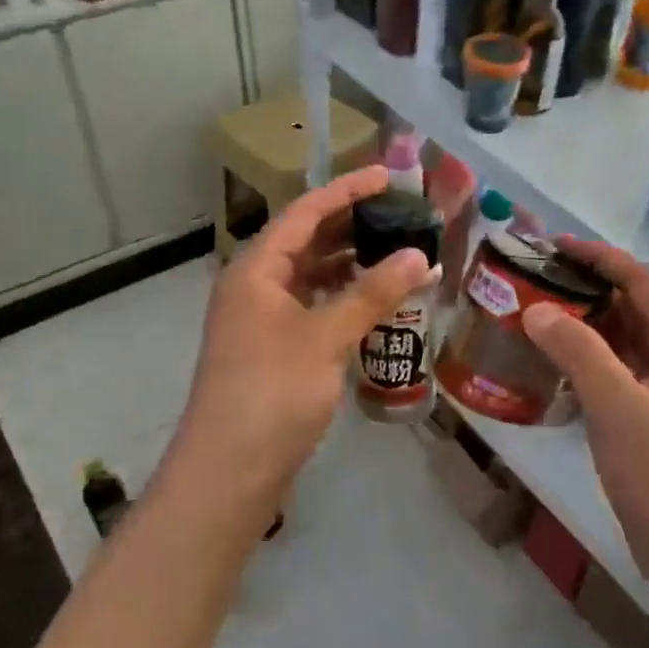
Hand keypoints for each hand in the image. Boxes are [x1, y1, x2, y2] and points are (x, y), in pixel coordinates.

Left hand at [172, 166, 433, 516]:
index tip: (389, 176)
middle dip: (353, 224)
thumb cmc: (273, 393)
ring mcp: (263, 320)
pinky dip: (344, 299)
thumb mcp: (326, 337)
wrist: (229, 471)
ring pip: (312, 276)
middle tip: (402, 214)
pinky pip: (314, 308)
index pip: (305, 212)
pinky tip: (376, 301)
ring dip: (351, 263)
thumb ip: (372, 293)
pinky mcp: (275, 350)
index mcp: (256, 269)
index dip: (347, 190)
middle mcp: (255, 286)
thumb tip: (419, 255)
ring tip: (398, 252)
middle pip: (308, 240)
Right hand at [520, 238, 648, 584]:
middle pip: (633, 304)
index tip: (553, 245)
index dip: (599, 256)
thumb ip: (577, 351)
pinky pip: (618, 368)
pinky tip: (557, 362)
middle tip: (537, 278)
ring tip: (539, 313)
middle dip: (587, 285)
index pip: (640, 279)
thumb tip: (536, 309)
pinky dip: (588, 356)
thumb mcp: (616, 405)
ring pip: (624, 337)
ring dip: (586, 321)